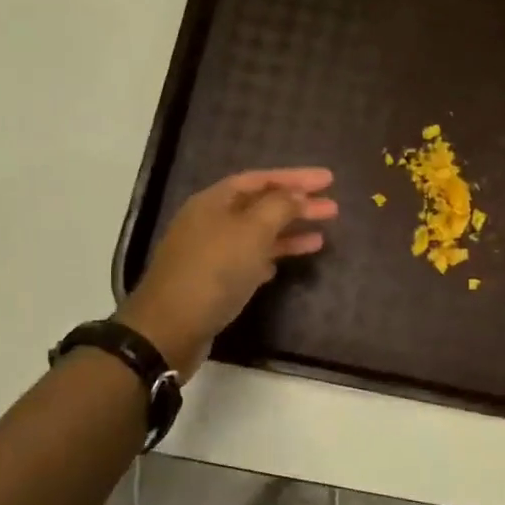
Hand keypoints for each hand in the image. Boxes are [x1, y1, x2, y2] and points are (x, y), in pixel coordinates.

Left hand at [116, 168, 337, 375]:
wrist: (170, 327)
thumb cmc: (213, 271)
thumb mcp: (251, 232)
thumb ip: (279, 208)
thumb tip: (297, 194)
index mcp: (214, 201)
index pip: (261, 179)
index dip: (295, 177)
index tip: (329, 179)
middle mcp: (210, 221)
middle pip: (260, 206)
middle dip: (297, 206)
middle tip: (333, 209)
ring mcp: (209, 252)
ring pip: (256, 235)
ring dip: (287, 234)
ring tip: (321, 238)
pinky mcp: (212, 281)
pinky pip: (247, 261)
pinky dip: (269, 258)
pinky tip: (286, 264)